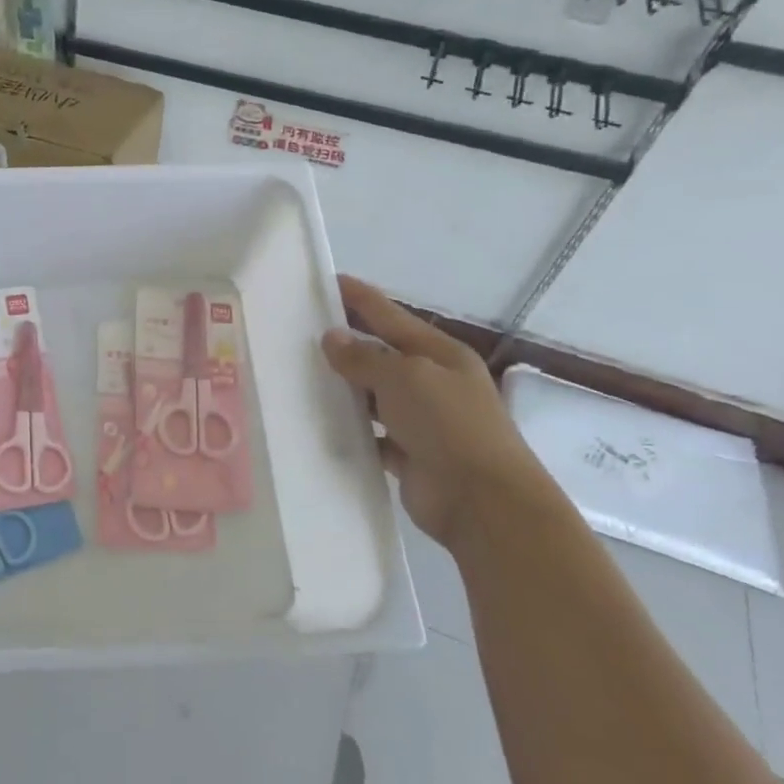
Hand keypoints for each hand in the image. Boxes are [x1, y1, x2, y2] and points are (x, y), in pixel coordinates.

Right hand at [321, 275, 551, 547]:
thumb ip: (365, 358)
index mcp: (440, 354)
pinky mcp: (409, 454)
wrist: (483, 502)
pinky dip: (350, 429)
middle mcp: (432, 382)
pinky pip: (371, 434)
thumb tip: (332, 338)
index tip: (326, 281)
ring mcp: (422, 421)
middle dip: (346, 343)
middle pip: (381, 354)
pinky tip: (319, 423)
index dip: (359, 297)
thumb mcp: (405, 378)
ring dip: (345, 388)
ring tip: (299, 376)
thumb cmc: (448, 425)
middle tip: (300, 332)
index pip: (390, 315)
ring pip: (373, 395)